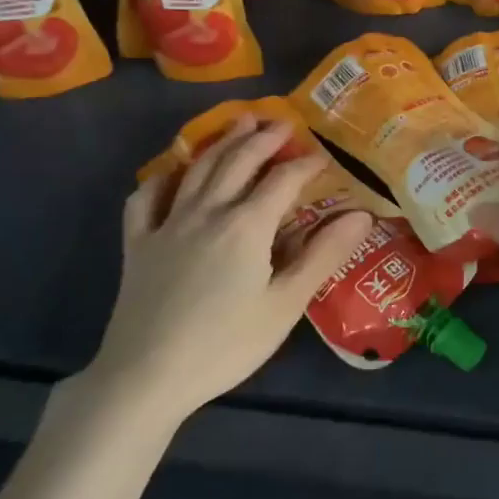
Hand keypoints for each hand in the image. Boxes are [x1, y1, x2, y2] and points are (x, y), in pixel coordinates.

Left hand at [79, 115, 373, 425]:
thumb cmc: (225, 345)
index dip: (306, 164)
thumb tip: (361, 215)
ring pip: (198, 168)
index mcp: (246, 225)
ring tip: (240, 122)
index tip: (323, 156)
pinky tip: (172, 173)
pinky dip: (162, 177)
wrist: (147, 376)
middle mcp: (207, 211)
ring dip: (223, 141)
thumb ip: (323, 255)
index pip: (283, 180)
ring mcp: (167, 223)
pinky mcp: (138, 243)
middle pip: (239, 161)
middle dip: (264, 138)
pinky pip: (146, 197)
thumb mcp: (285, 305)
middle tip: (283, 123)